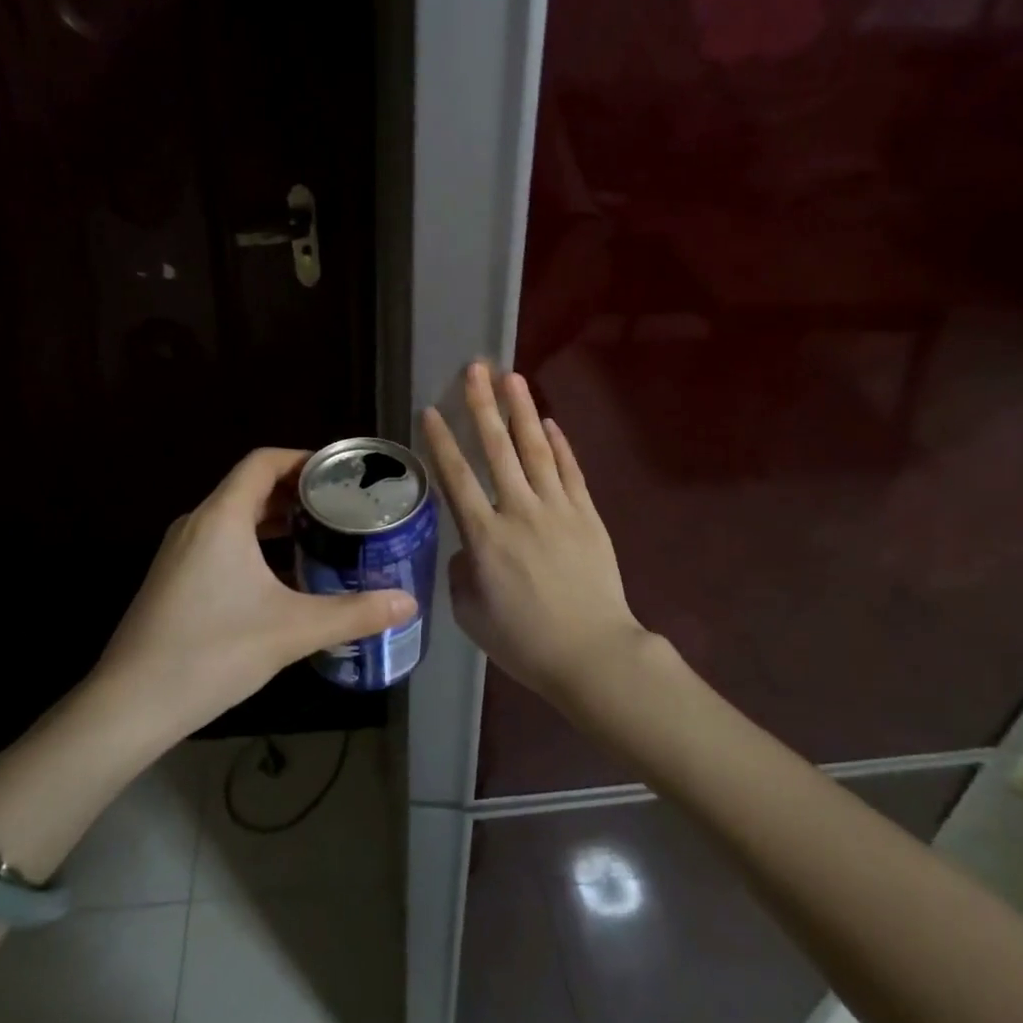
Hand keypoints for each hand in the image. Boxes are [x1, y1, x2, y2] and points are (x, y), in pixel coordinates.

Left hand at [92, 447, 418, 740]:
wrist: (130, 706)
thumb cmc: (212, 652)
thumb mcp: (292, 630)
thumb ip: (354, 613)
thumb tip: (408, 603)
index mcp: (221, 517)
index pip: (264, 461)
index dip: (303, 458)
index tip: (341, 472)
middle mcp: (197, 523)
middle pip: (251, 487)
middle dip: (297, 492)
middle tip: (343, 507)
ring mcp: (180, 552)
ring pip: (235, 517)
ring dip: (276, 520)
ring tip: (321, 536)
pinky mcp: (174, 579)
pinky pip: (222, 543)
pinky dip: (256, 545)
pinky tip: (284, 577)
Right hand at [421, 362, 650, 705]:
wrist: (591, 653)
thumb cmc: (525, 641)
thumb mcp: (472, 615)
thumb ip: (462, 574)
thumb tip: (467, 550)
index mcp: (485, 537)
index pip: (457, 478)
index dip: (442, 441)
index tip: (430, 410)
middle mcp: (519, 511)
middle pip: (498, 449)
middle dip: (483, 405)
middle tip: (475, 368)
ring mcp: (558, 509)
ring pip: (536, 449)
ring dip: (522, 411)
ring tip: (511, 377)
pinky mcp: (587, 515)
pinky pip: (571, 471)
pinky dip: (560, 444)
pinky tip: (549, 422)